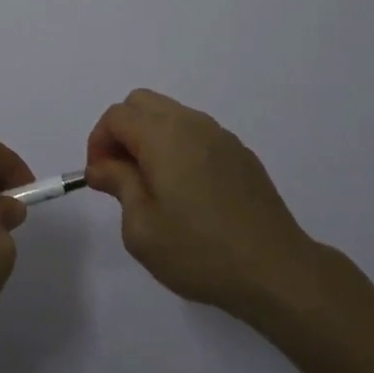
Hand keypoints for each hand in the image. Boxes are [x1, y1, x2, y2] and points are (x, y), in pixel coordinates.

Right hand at [86, 89, 317, 317]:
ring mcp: (220, 135)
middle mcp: (191, 123)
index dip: (98, 141)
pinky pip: (197, 133)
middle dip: (122, 131)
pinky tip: (187, 191)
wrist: (274, 269)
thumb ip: (118, 185)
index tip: (99, 178)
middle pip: (142, 103)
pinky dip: (178, 147)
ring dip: (150, 137)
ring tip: (151, 185)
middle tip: (119, 175)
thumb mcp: (142, 228)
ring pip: (171, 114)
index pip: (117, 115)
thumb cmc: (199, 251)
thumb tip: (103, 166)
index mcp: (163, 135)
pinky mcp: (240, 153)